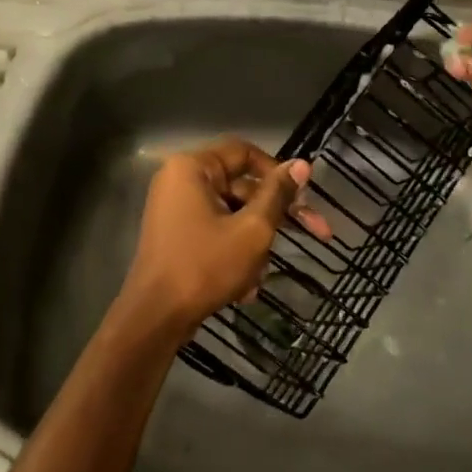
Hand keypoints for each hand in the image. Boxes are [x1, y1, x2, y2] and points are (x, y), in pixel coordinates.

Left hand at [115, 138, 316, 341]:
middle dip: (275, 217)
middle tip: (316, 232)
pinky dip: (234, 253)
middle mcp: (181, 181)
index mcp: (193, 168)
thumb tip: (301, 164)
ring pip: (233, 215)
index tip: (303, 195)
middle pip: (242, 187)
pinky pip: (216, 232)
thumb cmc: (204, 266)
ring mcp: (176, 210)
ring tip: (260, 275)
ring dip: (255, 243)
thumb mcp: (252, 229)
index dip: (278, 172)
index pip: (245, 152)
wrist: (155, 318)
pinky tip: (245, 288)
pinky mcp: (178, 237)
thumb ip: (278, 195)